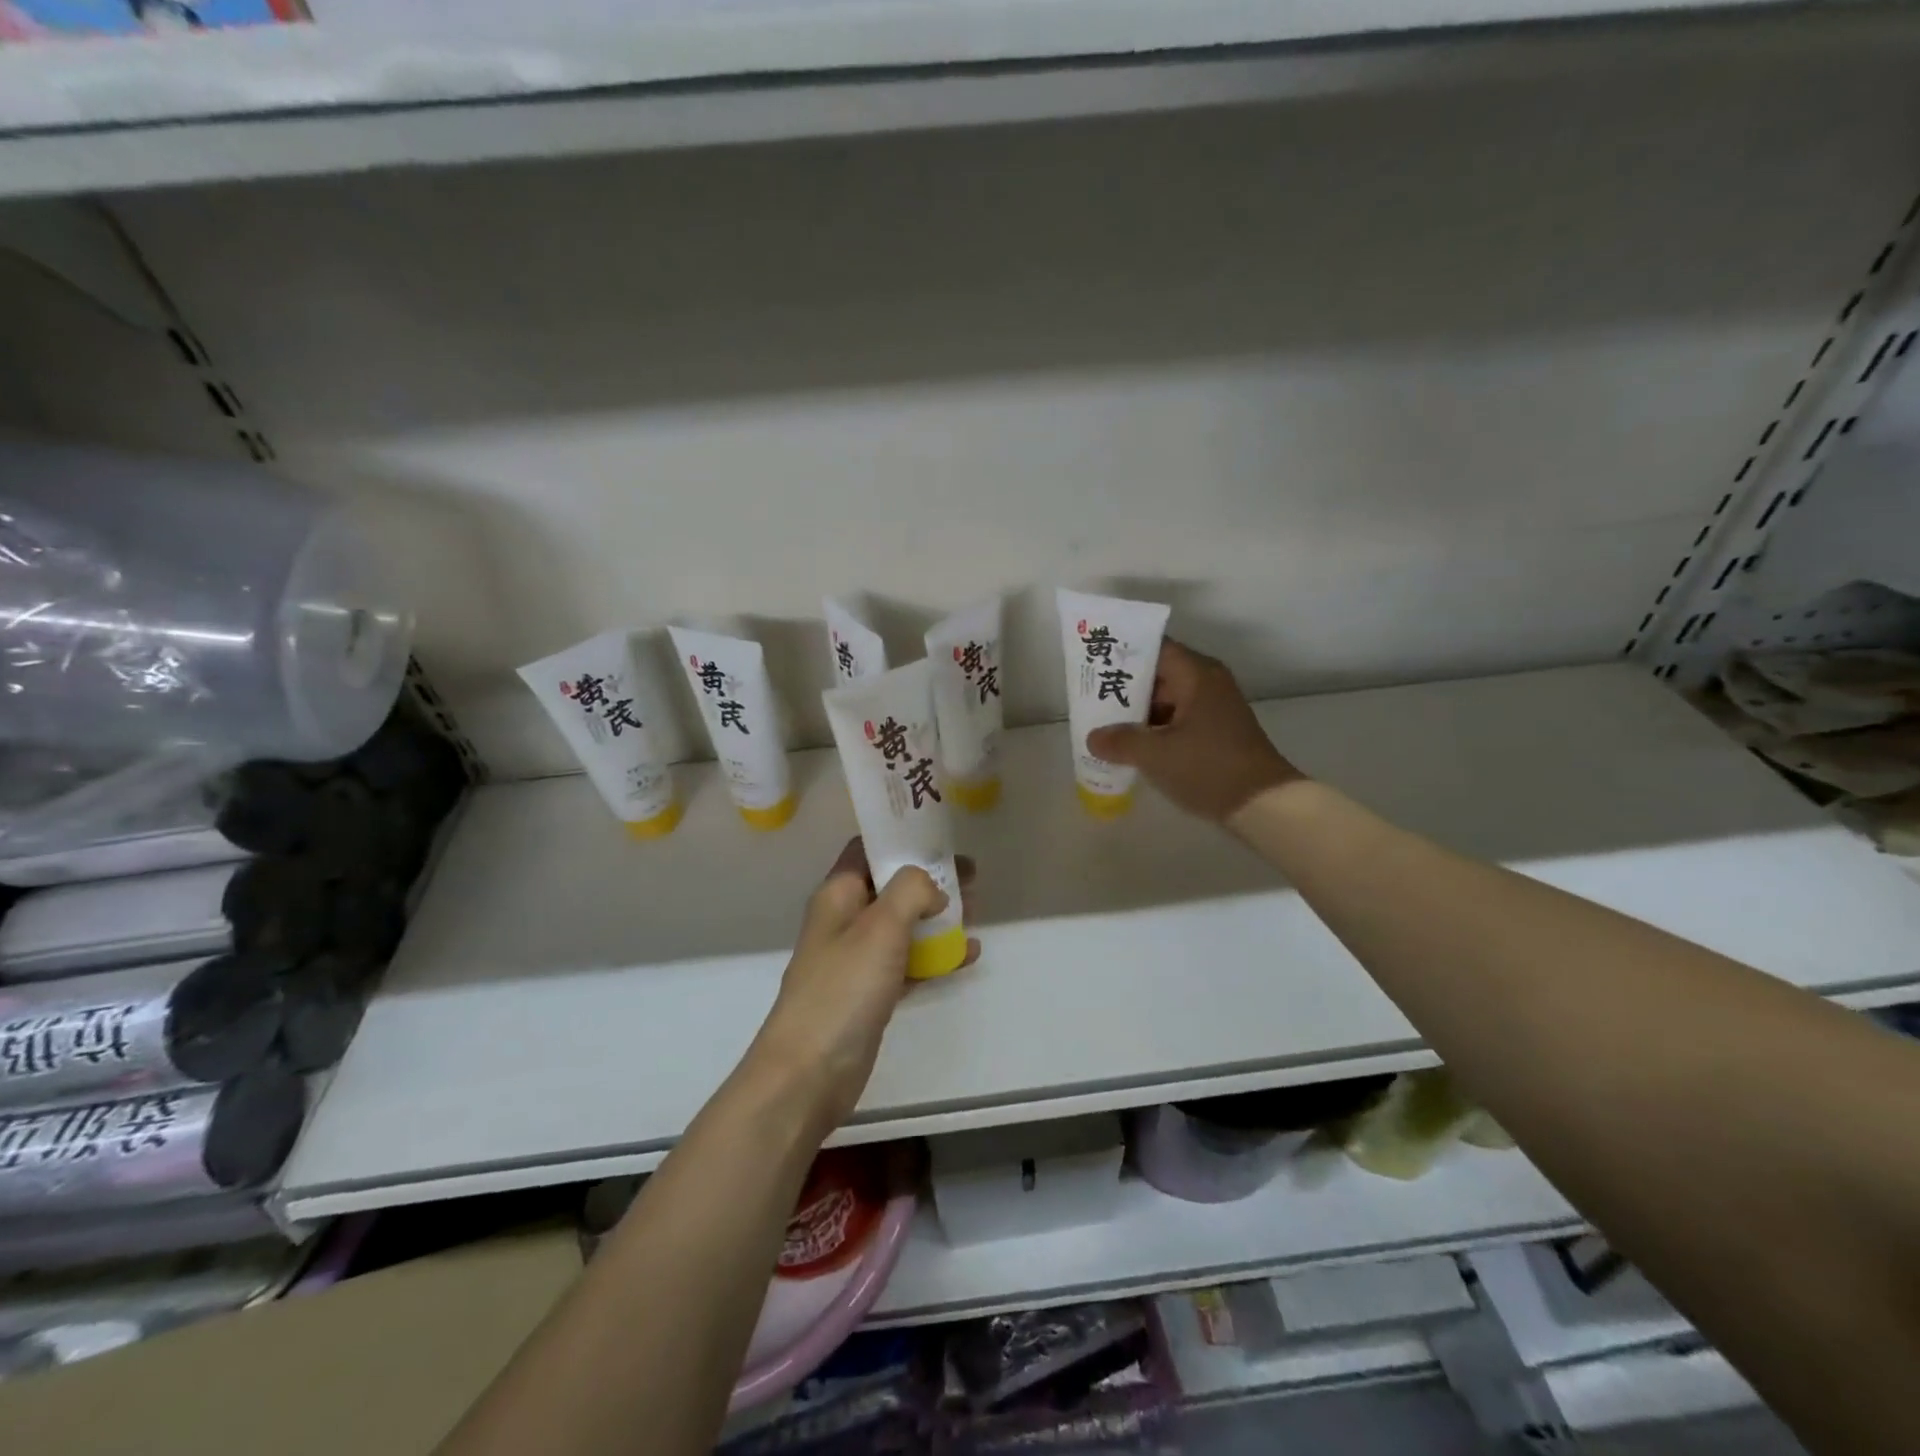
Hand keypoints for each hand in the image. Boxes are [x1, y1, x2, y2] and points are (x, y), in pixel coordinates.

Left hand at [748, 839, 979, 1134]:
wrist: (809, 1072)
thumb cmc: (843, 988)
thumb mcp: (881, 926)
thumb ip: (911, 890)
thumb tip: (932, 888)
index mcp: (838, 894)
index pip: (868, 849)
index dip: (903, 838)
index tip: (942, 836)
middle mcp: (845, 920)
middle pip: (892, 886)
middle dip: (931, 878)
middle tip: (973, 876)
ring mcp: (857, 958)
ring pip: (903, 924)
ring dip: (937, 916)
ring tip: (977, 911)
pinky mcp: (870, 992)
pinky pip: (908, 962)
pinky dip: (935, 955)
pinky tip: (968, 955)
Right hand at [1085, 639, 1301, 822]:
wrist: (1263, 805)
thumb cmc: (1209, 768)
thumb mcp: (1157, 755)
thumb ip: (1120, 742)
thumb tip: (1092, 738)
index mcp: (1197, 675)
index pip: (1155, 649)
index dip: (1123, 653)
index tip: (1094, 663)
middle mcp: (1207, 684)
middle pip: (1158, 674)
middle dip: (1124, 686)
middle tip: (1089, 696)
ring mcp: (1212, 709)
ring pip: (1165, 700)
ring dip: (1136, 712)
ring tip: (1101, 723)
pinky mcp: (1214, 733)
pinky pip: (1175, 720)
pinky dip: (1153, 729)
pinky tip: (1128, 745)